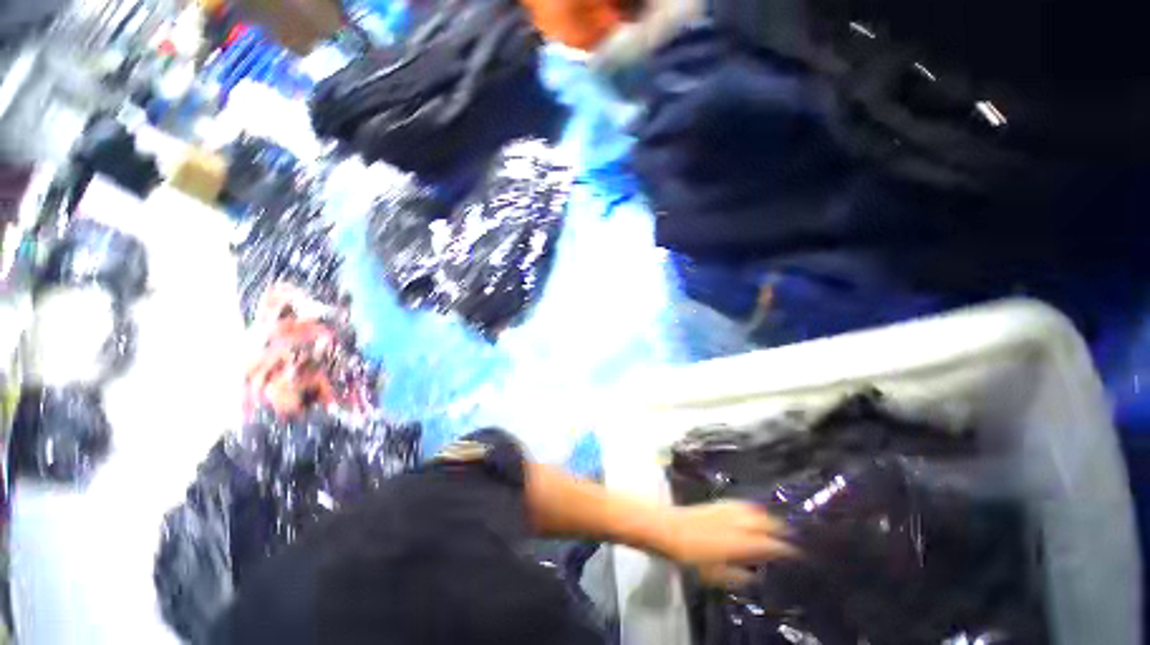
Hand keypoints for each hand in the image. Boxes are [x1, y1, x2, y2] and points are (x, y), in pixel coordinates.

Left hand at [657, 501, 795, 588]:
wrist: (669, 529)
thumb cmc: (692, 557)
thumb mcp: (716, 575)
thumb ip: (738, 576)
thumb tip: (754, 575)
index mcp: (742, 543)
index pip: (770, 545)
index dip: (786, 548)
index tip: (797, 553)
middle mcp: (739, 523)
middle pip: (766, 522)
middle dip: (781, 528)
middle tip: (792, 536)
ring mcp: (728, 510)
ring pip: (755, 511)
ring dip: (768, 516)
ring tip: (778, 522)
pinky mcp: (718, 503)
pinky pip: (741, 504)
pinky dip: (752, 508)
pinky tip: (753, 509)